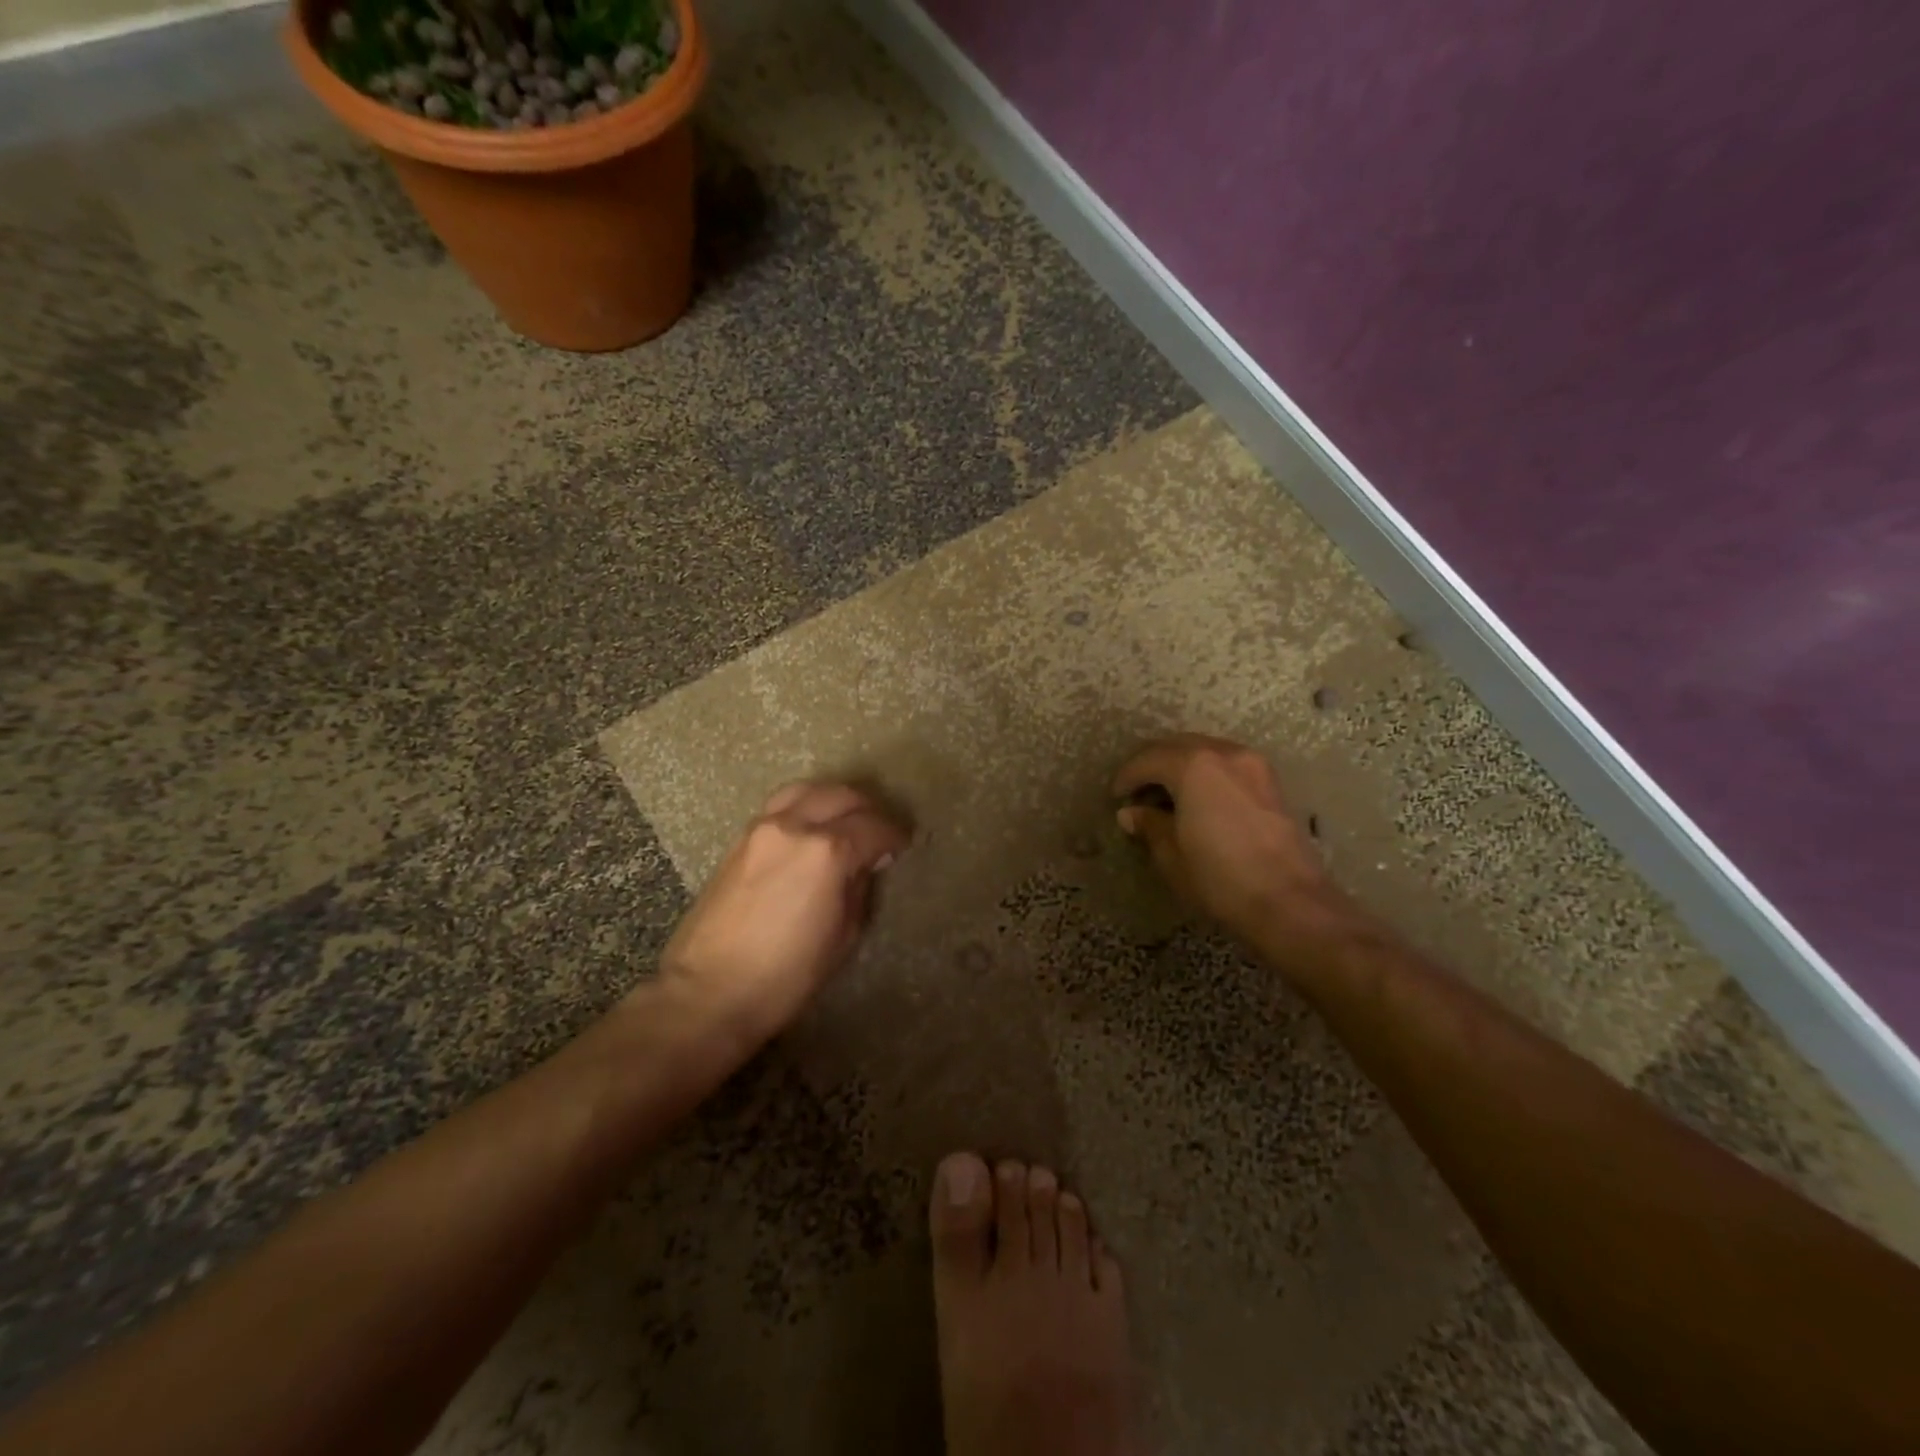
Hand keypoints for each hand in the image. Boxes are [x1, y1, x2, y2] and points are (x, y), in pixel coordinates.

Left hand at [658, 782, 910, 1045]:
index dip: (894, 836)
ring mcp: (761, 829)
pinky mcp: (739, 840)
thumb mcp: (842, 937)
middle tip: (879, 832)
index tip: (902, 846)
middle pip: (841, 796)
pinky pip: (781, 806)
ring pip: (807, 791)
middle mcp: (794, 826)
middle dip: (868, 810)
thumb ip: (859, 889)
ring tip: (846, 821)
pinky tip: (811, 830)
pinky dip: (805, 807)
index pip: (873, 827)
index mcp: (827, 852)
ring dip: (834, 800)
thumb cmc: (785, 976)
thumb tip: (865, 865)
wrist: (708, 992)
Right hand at [1112, 734, 1369, 963]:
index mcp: (1194, 765)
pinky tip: (1198, 799)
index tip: (1115, 796)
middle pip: (1177, 746)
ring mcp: (1253, 764)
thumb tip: (1131, 813)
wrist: (1289, 902)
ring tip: (1167, 794)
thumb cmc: (1220, 877)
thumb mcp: (1171, 855)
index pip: (1148, 759)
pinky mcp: (1271, 782)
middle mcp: (1224, 753)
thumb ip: (1150, 825)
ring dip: (1181, 765)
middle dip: (1152, 764)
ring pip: (1205, 751)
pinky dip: (1206, 772)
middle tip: (1137, 790)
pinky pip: (1227, 764)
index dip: (1127, 776)